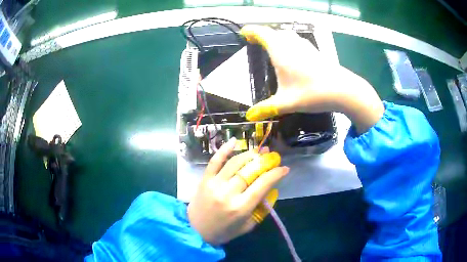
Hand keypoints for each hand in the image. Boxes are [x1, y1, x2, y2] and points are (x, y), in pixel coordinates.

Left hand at [188, 138, 288, 244]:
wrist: (196, 231)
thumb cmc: (225, 231)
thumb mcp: (248, 225)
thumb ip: (262, 208)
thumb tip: (272, 188)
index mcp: (241, 207)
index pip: (262, 184)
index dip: (275, 174)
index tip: (284, 168)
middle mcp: (228, 193)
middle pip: (250, 171)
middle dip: (265, 161)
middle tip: (273, 156)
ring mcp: (215, 184)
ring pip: (235, 163)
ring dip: (250, 154)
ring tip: (259, 151)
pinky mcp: (204, 179)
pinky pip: (215, 161)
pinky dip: (224, 149)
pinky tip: (234, 141)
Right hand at [241, 25, 383, 133]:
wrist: (343, 90)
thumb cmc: (312, 93)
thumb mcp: (287, 103)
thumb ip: (266, 108)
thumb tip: (249, 116)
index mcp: (280, 51)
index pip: (261, 33)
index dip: (251, 31)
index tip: (243, 34)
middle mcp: (291, 44)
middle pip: (272, 32)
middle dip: (261, 34)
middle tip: (253, 42)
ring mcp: (304, 45)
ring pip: (285, 35)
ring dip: (275, 37)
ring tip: (269, 47)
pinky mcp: (314, 50)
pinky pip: (295, 40)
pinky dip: (286, 42)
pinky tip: (290, 54)